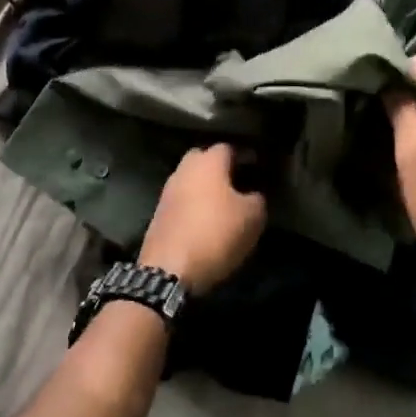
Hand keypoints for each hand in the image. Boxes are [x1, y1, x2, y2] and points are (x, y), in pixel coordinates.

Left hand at [140, 144, 267, 293]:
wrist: (169, 270)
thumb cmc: (216, 234)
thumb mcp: (252, 217)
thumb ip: (257, 198)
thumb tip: (253, 195)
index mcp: (208, 162)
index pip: (228, 147)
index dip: (244, 155)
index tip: (257, 167)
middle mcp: (184, 169)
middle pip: (204, 159)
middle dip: (220, 168)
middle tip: (238, 183)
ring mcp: (167, 191)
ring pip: (190, 180)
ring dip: (204, 188)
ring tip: (223, 204)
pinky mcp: (158, 214)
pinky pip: (181, 201)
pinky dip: (193, 206)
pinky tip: (205, 220)